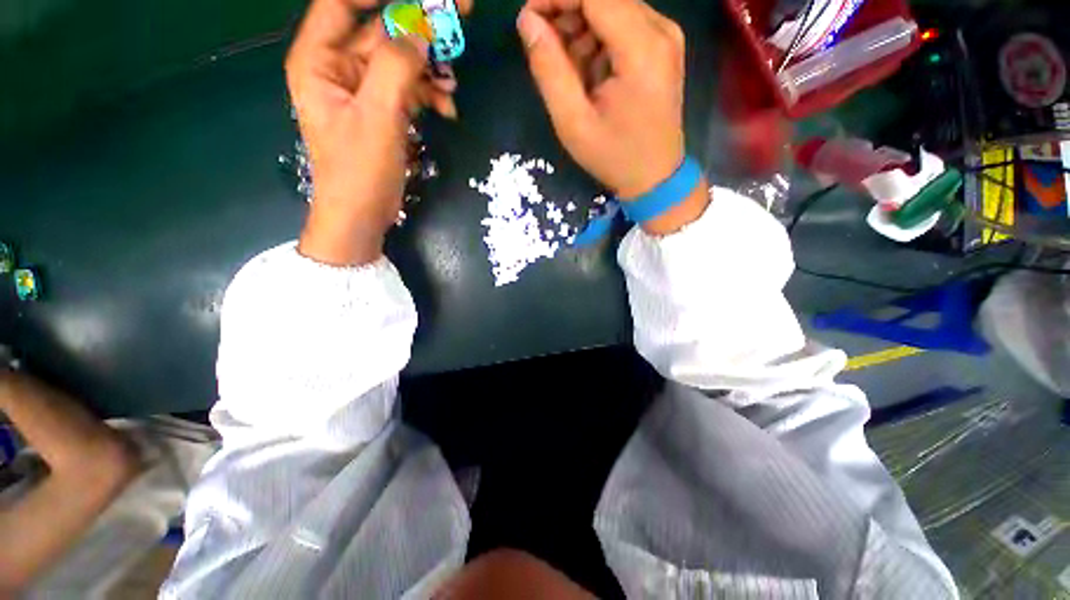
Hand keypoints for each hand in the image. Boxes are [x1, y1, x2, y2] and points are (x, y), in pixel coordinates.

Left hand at [289, 0, 468, 265]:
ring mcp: (363, 89)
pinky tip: (446, 108)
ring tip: (451, 86)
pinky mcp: (383, 109)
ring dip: (429, 68)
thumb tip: (420, 30)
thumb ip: (396, 68)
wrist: (363, 215)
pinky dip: (429, 94)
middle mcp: (338, 67)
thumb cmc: (359, 172)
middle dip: (419, 26)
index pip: (342, 3)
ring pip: (400, 59)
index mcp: (319, 60)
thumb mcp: (378, 117)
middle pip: (379, 28)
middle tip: (460, 14)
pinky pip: (408, 87)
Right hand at [517, 0, 708, 234]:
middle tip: (542, 46)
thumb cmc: (614, 157)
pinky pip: (623, 25)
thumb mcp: (573, 123)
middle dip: (566, 11)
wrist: (655, 178)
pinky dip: (598, 40)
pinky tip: (587, 72)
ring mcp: (665, 36)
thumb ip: (549, 69)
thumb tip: (528, 21)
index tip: (528, 17)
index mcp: (641, 48)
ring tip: (566, 69)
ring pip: (612, 7)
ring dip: (581, 28)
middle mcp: (660, 29)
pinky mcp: (662, 47)